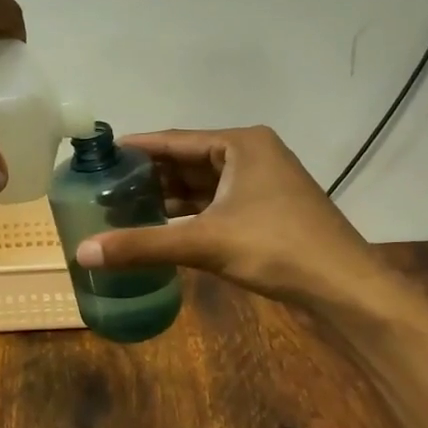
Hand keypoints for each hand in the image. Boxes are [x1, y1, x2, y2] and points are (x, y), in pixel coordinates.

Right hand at [72, 126, 385, 305]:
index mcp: (240, 144)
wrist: (345, 286)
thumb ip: (143, 245)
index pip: (174, 140)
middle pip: (187, 161)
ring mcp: (263, 183)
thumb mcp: (205, 243)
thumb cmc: (277, 249)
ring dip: (168, 196)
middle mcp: (252, 154)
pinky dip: (189, 213)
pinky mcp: (267, 209)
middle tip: (103, 189)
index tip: (98, 157)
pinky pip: (217, 203)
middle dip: (149, 176)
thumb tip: (82, 252)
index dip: (135, 149)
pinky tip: (161, 226)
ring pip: (203, 184)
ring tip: (123, 207)